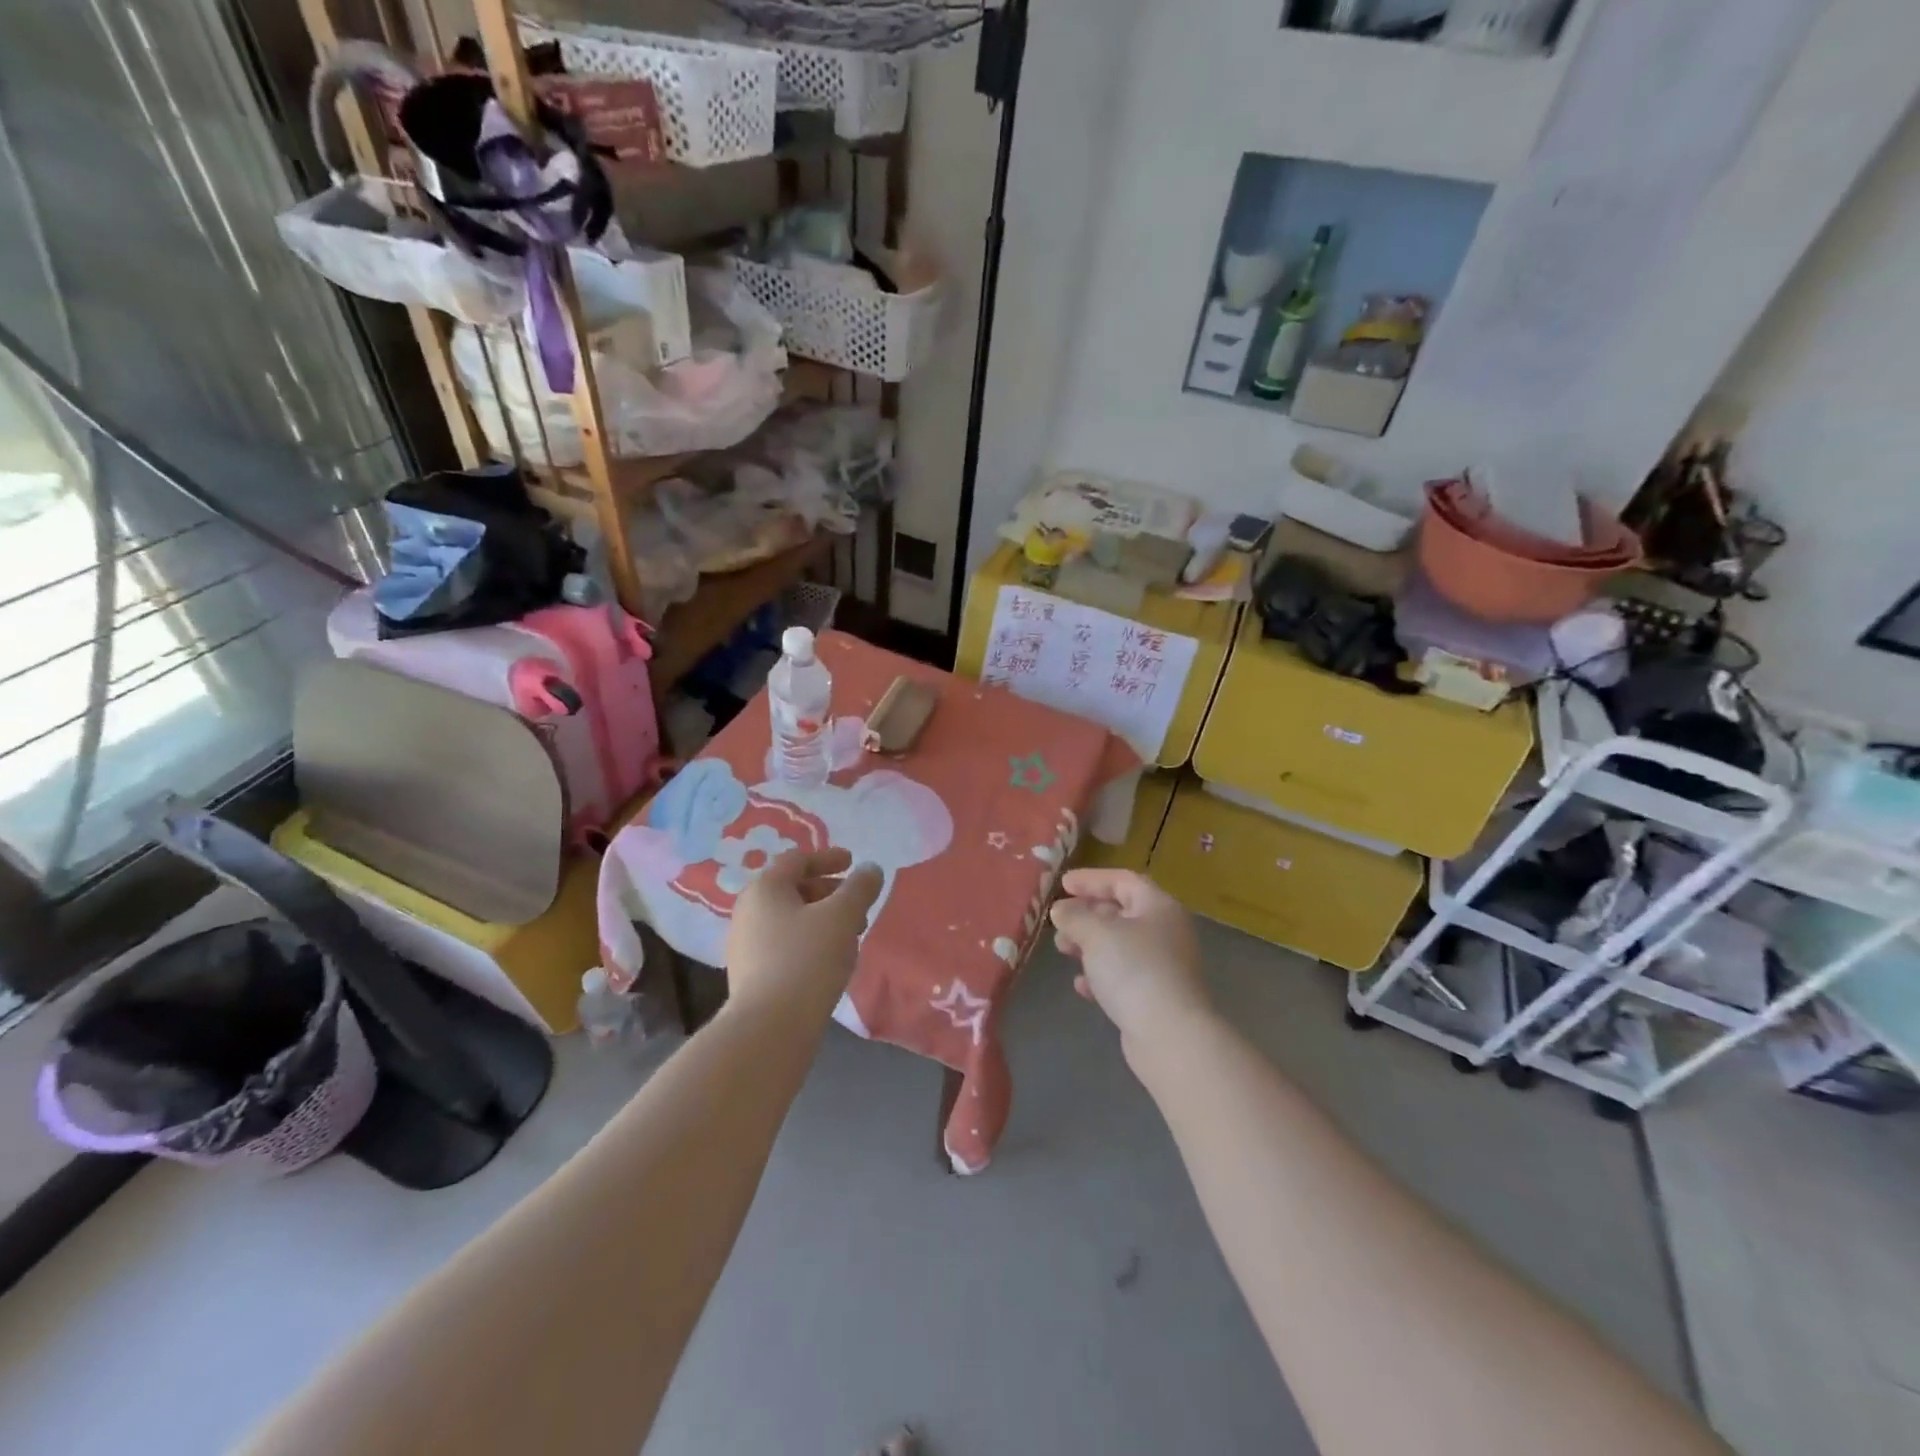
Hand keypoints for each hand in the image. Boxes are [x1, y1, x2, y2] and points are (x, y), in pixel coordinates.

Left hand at [726, 848, 883, 1011]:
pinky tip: (830, 960)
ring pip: (790, 919)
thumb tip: (870, 870)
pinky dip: (810, 941)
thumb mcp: (842, 916)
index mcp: (764, 888)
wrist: (770, 1027)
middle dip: (829, 892)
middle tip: (858, 904)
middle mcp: (748, 911)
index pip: (797, 860)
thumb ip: (860, 888)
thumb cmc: (807, 959)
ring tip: (851, 935)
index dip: (828, 857)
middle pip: (792, 889)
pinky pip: (784, 945)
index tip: (853, 863)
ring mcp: (745, 945)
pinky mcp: (751, 975)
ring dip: (822, 919)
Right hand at [1050, 869, 1208, 1049]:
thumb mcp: (1097, 933)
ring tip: (1063, 950)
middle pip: (1121, 912)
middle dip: (1086, 914)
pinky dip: (1101, 975)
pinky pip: (1123, 976)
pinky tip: (1082, 986)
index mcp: (1158, 906)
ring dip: (1089, 944)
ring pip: (1120, 946)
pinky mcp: (1155, 996)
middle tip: (1059, 921)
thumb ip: (1074, 916)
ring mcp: (1163, 966)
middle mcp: (1165, 931)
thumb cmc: (1134, 970)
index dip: (1092, 880)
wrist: (1170, 1035)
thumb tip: (1061, 910)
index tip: (1063, 884)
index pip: (1123, 881)